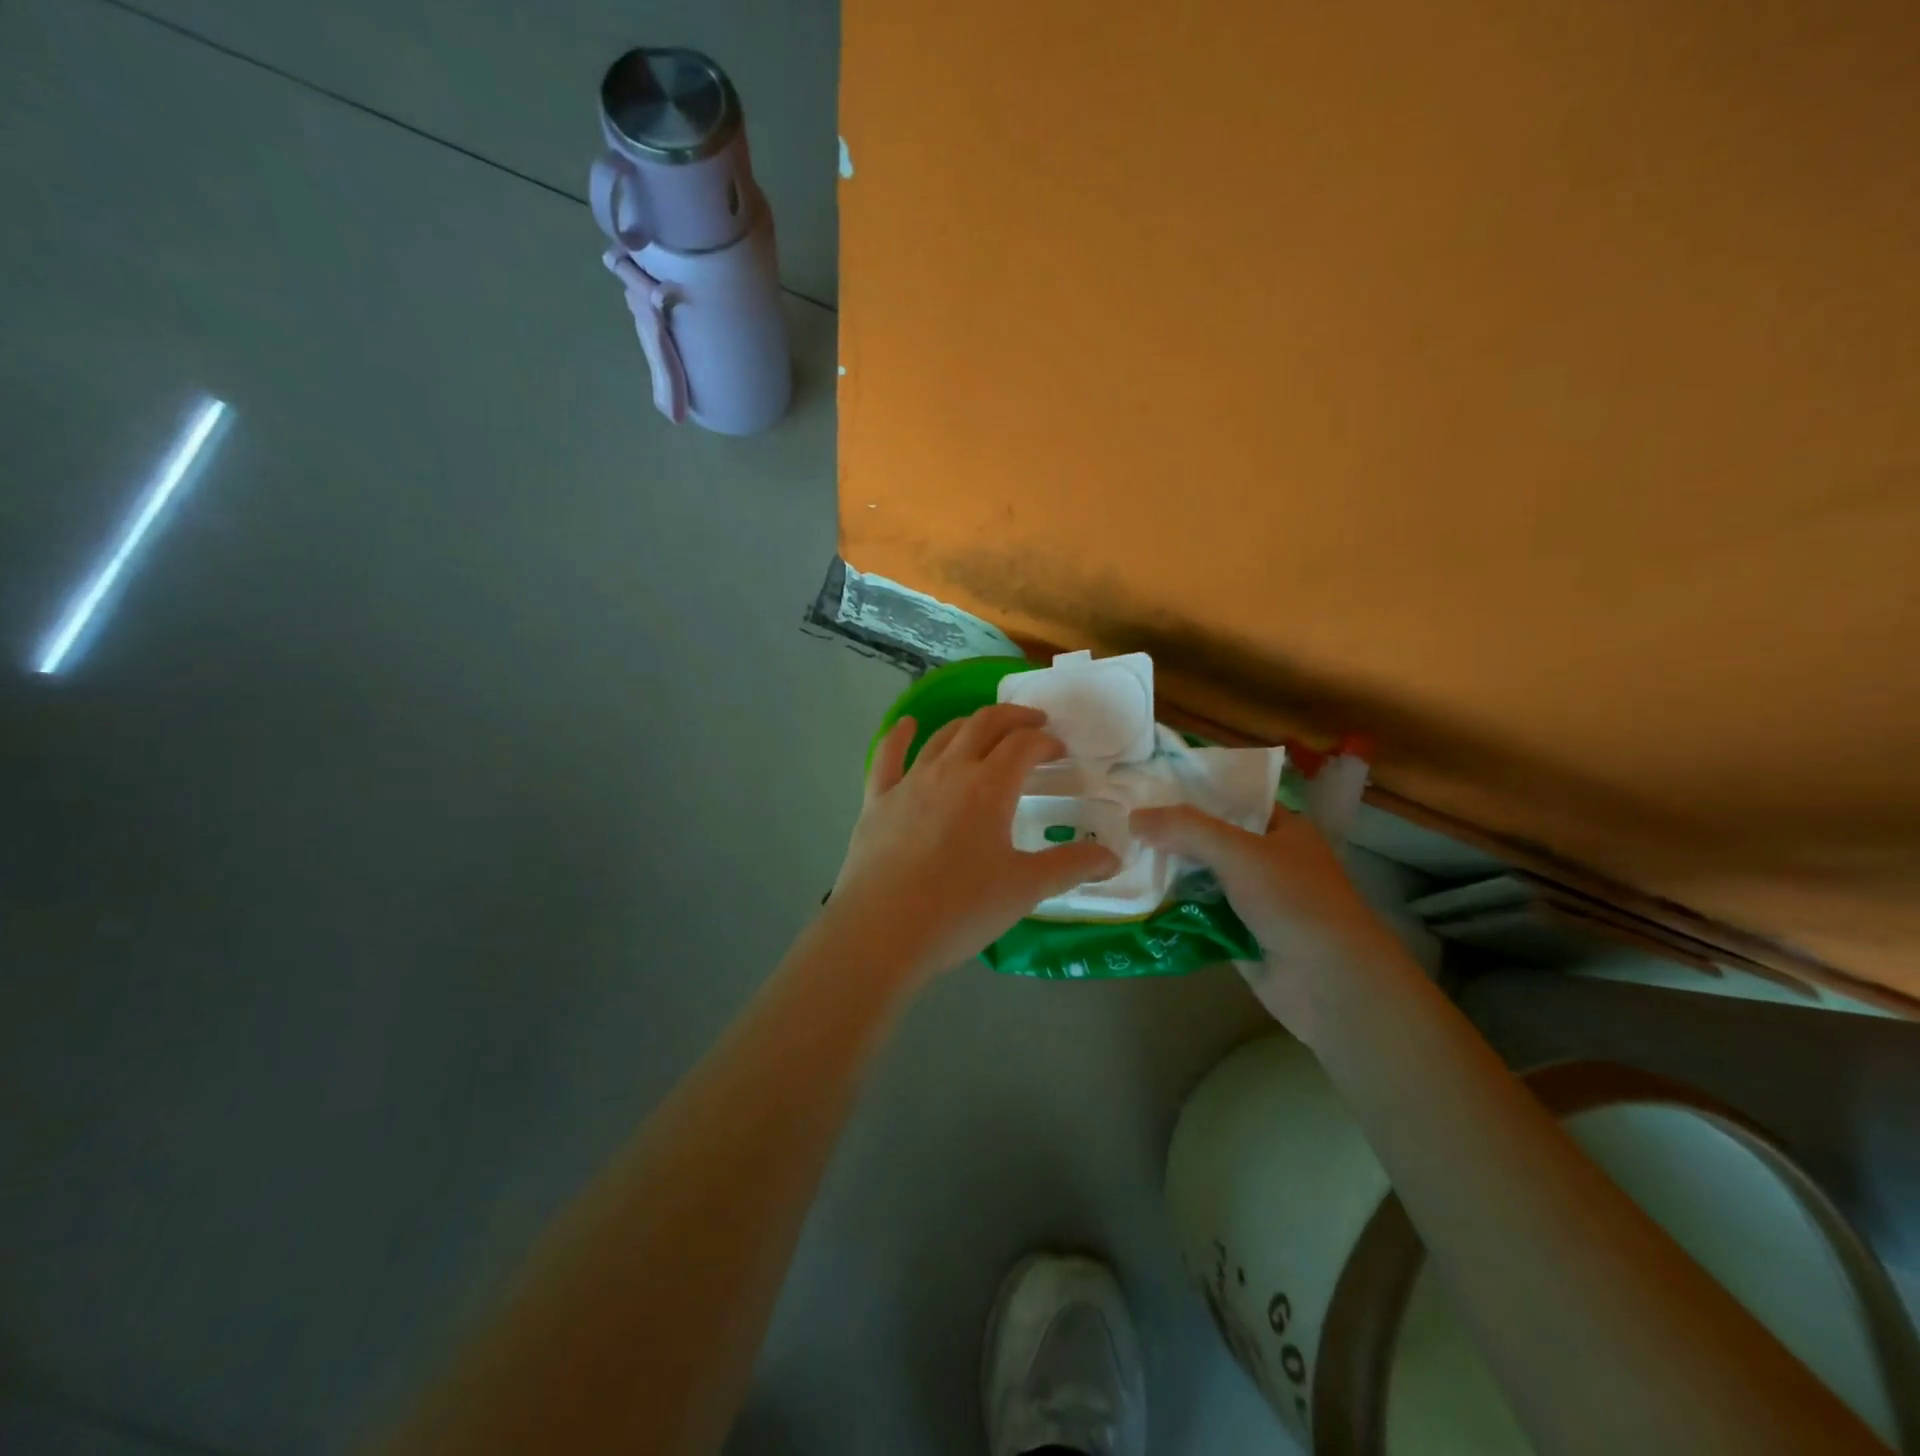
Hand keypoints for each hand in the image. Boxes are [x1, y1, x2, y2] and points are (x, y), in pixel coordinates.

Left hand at [826, 704, 1119, 982]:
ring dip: (969, 724)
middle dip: (1013, 718)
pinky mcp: (877, 800)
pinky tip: (907, 724)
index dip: (1046, 742)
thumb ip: (1071, 867)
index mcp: (989, 786)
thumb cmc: (960, 909)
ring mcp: (909, 782)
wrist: (882, 932)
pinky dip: (900, 736)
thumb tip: (1113, 856)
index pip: (1024, 745)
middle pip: (984, 725)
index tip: (1059, 752)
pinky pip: (887, 756)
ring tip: (986, 729)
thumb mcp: (1025, 889)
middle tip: (1033, 724)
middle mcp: (949, 770)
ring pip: (942, 735)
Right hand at [1130, 802, 1407, 1041]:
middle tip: (1120, 825)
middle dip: (1170, 836)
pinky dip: (1172, 911)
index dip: (1191, 793)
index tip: (1146, 788)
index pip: (1230, 799)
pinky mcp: (1238, 935)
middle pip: (1209, 840)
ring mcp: (1253, 900)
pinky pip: (1197, 915)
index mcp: (1281, 829)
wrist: (1329, 983)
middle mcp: (1267, 860)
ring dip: (1167, 875)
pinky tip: (1134, 901)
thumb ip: (1186, 830)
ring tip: (1118, 859)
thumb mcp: (1239, 852)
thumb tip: (1134, 817)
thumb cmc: (1294, 902)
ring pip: (1200, 879)